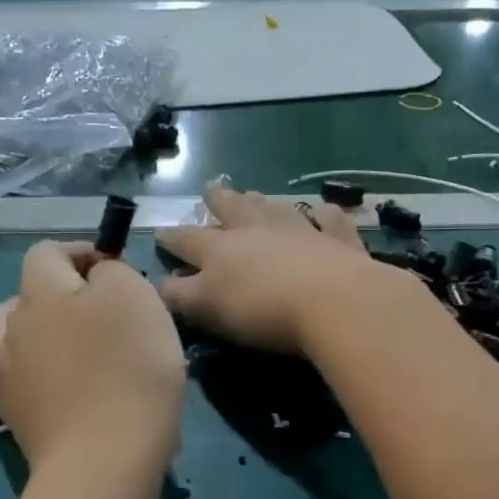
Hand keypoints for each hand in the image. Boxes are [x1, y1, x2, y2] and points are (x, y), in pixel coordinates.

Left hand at [0, 242, 185, 468]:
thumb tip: (96, 276)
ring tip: (72, 351)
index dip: (82, 252)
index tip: (117, 271)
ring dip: (38, 335)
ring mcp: (5, 376)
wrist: (103, 461)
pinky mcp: (14, 417)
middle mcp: (10, 328)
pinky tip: (70, 389)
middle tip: (105, 316)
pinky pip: (23, 380)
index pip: (47, 252)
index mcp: (39, 293)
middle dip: (64, 296)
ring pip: (12, 338)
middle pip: (28, 295)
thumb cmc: (128, 369)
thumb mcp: (134, 297)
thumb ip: (111, 272)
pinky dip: (42, 376)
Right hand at [156, 181, 391, 355]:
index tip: (160, 233)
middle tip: (211, 189)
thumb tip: (161, 285)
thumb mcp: (208, 308)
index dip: (171, 238)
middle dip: (219, 201)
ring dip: (263, 202)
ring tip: (255, 195)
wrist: (333, 301)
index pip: (188, 239)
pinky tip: (323, 211)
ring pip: (276, 208)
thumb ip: (181, 296)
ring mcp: (301, 231)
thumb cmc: (262, 309)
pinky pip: (329, 219)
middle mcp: (258, 231)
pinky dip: (324, 213)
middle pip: (233, 209)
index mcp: (221, 249)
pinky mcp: (337, 241)